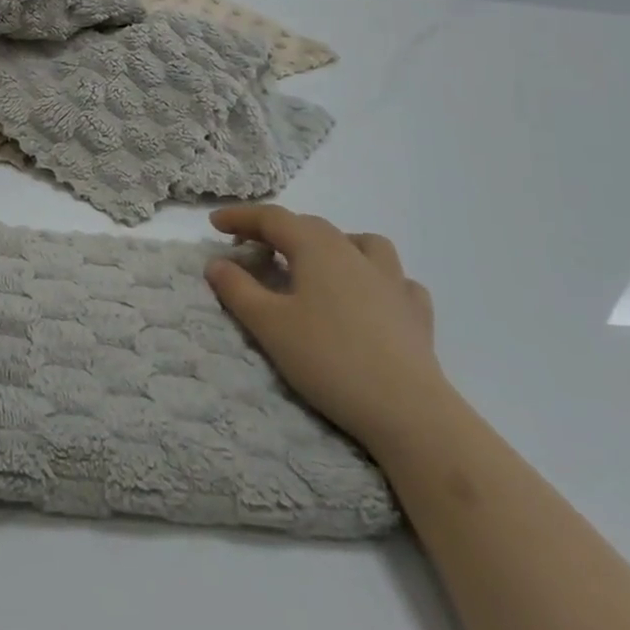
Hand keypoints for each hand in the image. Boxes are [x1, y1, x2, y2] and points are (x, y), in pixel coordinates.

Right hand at [204, 205, 453, 455]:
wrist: (408, 412)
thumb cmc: (329, 359)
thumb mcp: (268, 324)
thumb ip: (237, 288)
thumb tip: (217, 263)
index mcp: (317, 248)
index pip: (272, 218)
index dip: (240, 217)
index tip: (213, 224)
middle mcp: (355, 253)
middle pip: (310, 226)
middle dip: (276, 231)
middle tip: (250, 248)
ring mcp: (393, 281)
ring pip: (361, 243)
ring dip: (332, 244)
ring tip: (317, 264)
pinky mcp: (416, 313)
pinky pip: (395, 280)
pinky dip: (374, 279)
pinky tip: (369, 297)